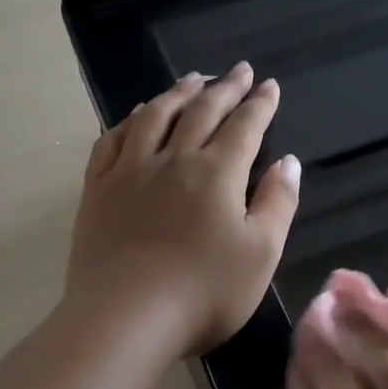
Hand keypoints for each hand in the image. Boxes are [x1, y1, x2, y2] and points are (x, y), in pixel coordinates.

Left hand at [66, 64, 299, 356]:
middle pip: (202, 113)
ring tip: (192, 79)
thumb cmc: (204, 292)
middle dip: (224, 88)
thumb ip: (278, 203)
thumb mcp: (261, 254)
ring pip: (155, 117)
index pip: (245, 127)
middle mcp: (174, 160)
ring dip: (178, 93)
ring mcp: (130, 172)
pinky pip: (112, 141)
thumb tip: (288, 162)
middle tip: (238, 70)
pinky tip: (138, 115)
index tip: (269, 85)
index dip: (260, 104)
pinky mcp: (98, 191)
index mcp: (218, 174)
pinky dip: (130, 120)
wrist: (126, 318)